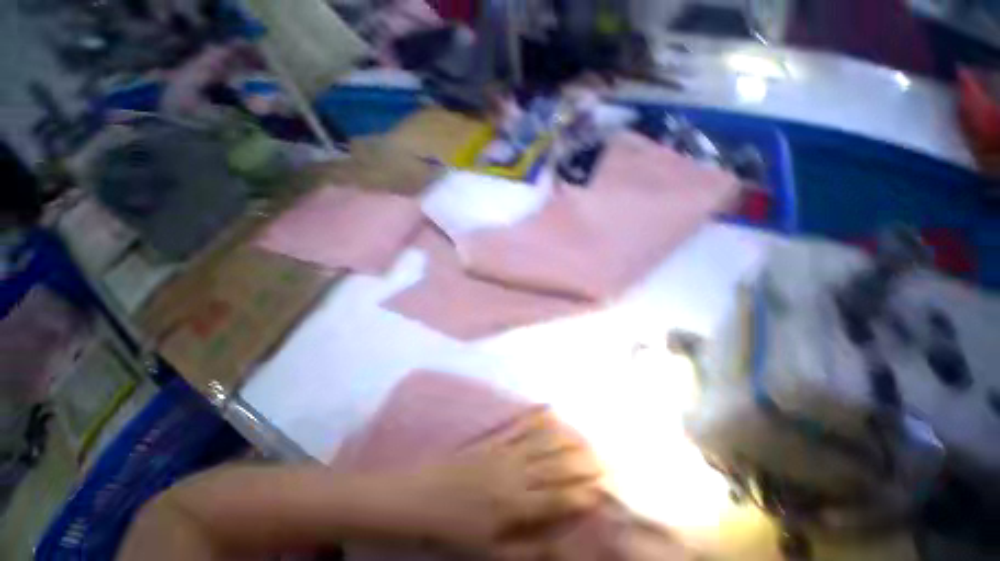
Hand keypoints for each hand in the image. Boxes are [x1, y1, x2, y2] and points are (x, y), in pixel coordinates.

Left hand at [393, 407, 605, 558]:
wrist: (422, 497)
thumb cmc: (456, 529)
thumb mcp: (490, 552)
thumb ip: (529, 550)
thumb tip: (561, 546)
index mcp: (516, 504)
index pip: (559, 498)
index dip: (582, 493)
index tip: (603, 489)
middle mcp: (516, 473)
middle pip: (555, 465)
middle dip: (581, 462)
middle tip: (603, 458)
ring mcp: (504, 451)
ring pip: (541, 441)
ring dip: (565, 437)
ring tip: (584, 434)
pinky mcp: (493, 439)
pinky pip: (519, 426)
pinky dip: (535, 417)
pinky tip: (547, 410)